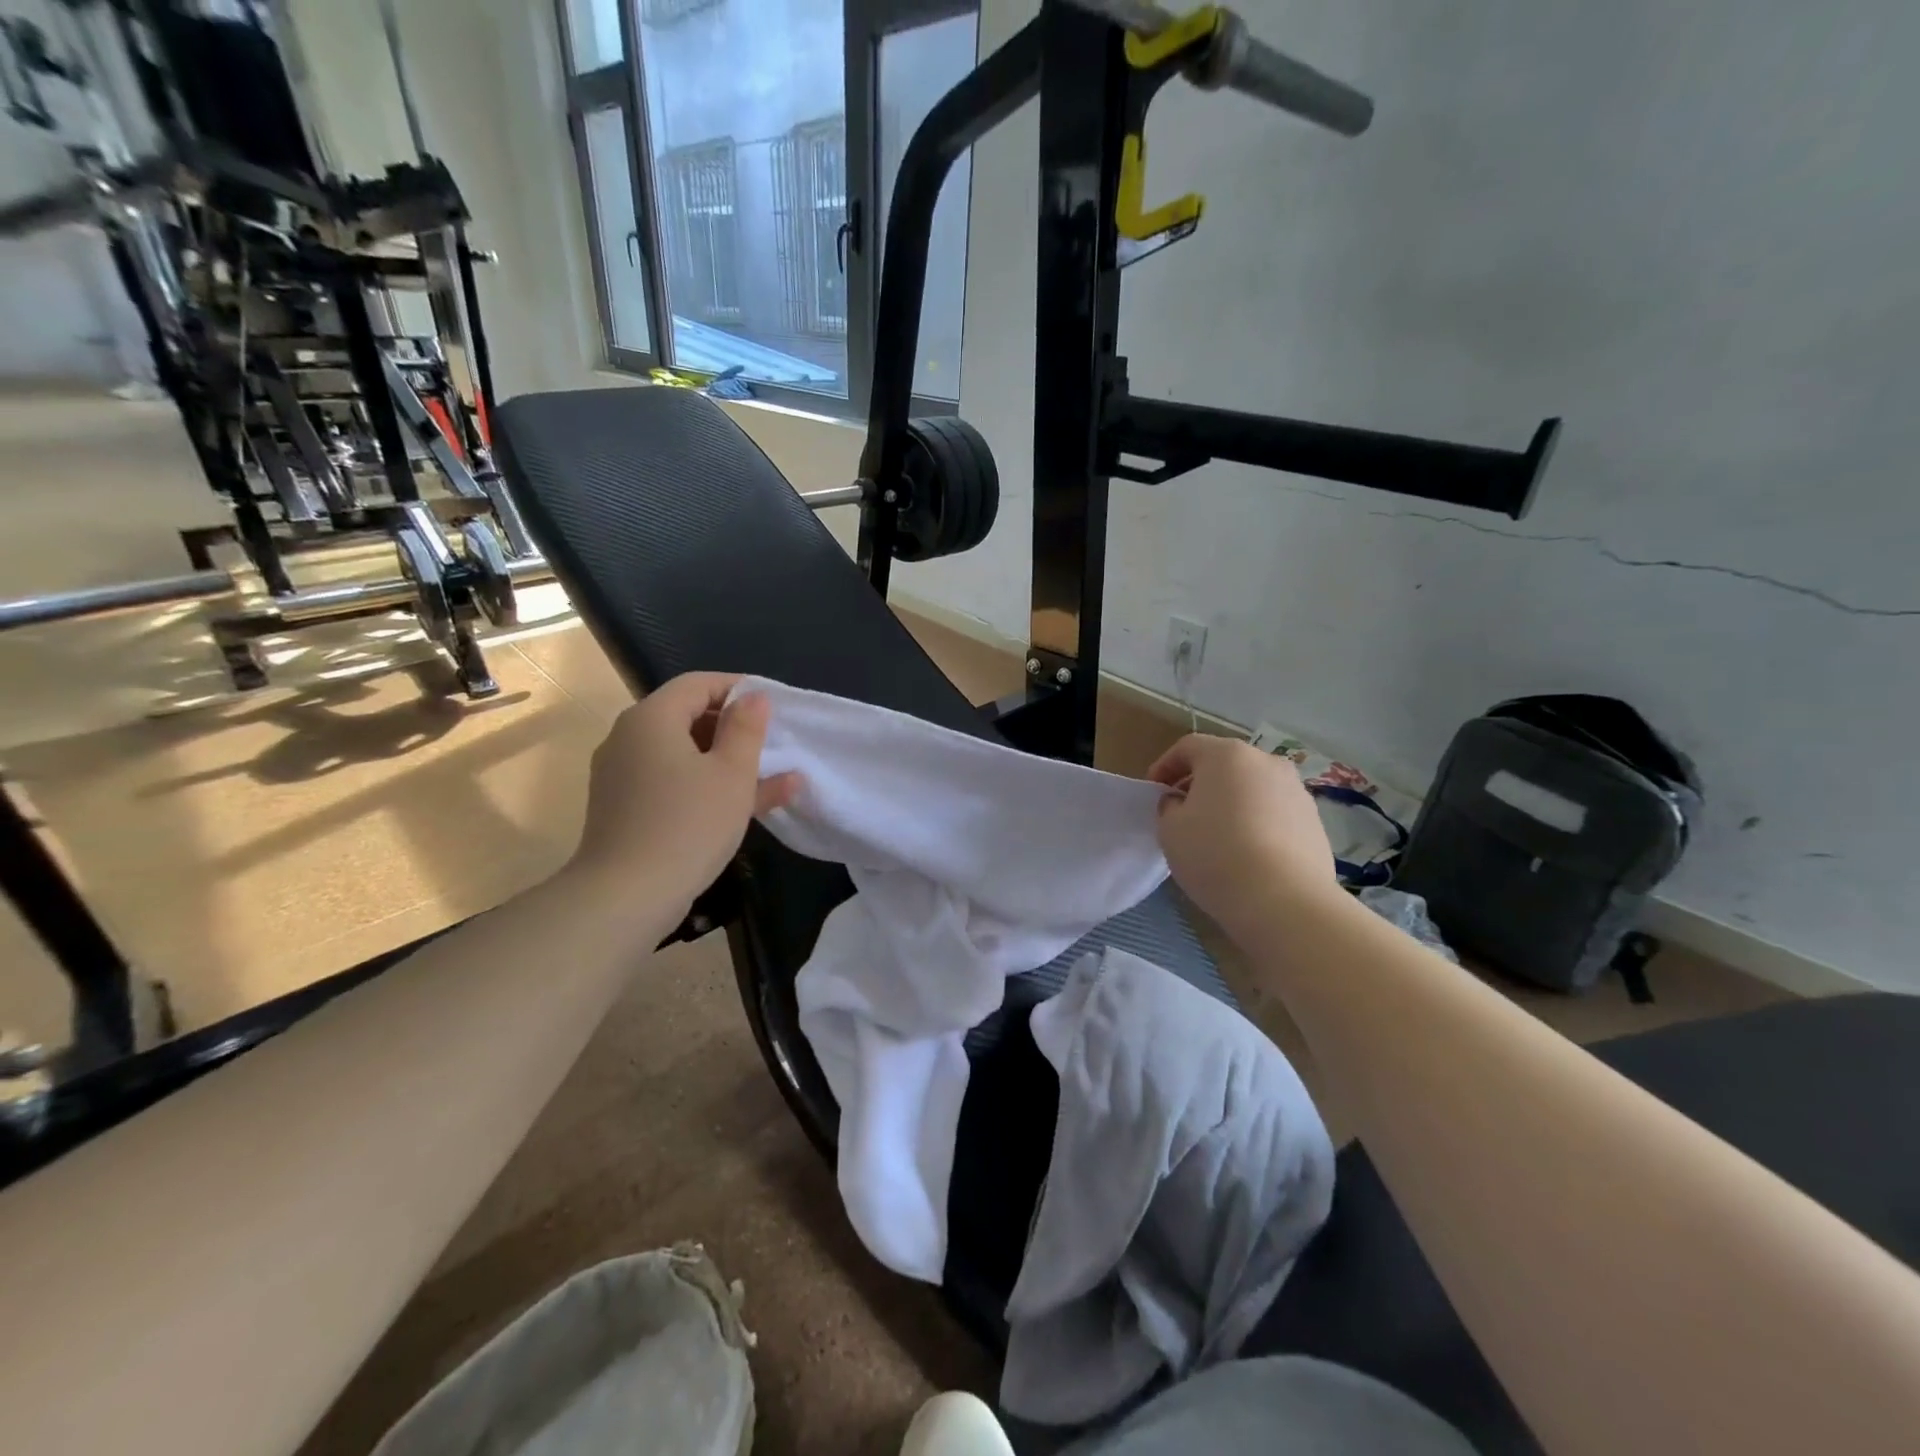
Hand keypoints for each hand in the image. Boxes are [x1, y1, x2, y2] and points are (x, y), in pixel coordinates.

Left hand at [566, 673, 799, 915]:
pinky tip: (749, 805)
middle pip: (688, 717)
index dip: (738, 688)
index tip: (773, 706)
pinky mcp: (624, 808)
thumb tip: (753, 697)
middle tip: (773, 744)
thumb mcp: (732, 774)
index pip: (698, 684)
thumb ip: (746, 729)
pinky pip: (672, 782)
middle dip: (735, 729)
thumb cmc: (688, 824)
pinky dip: (706, 786)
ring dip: (727, 762)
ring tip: (776, 778)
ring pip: (683, 755)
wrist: (626, 897)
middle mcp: (629, 738)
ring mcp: (623, 775)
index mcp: (652, 718)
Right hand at [1147, 734, 1340, 937]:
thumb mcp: (1170, 830)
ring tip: (1218, 835)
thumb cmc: (1215, 854)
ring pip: (1253, 788)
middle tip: (1183, 811)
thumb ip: (1169, 807)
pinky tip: (1247, 853)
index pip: (1188, 747)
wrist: (1284, 900)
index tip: (1154, 792)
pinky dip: (1257, 823)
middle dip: (1201, 783)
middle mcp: (1266, 762)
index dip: (1165, 766)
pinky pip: (1275, 813)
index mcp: (1227, 755)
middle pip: (1225, 764)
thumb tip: (1181, 803)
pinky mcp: (1315, 822)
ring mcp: (1297, 791)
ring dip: (1232, 802)